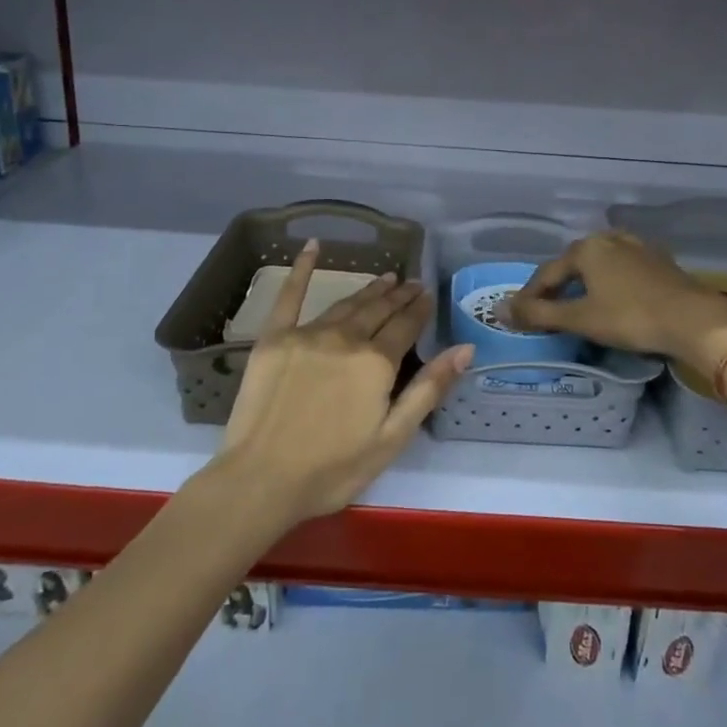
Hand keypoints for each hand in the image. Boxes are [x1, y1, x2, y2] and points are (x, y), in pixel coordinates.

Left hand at [212, 242, 472, 526]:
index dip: (419, 309)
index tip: (428, 294)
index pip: (405, 327)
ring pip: (345, 304)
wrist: (261, 481)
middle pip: (377, 310)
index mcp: (375, 363)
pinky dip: (301, 269)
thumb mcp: (393, 438)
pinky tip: (312, 246)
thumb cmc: (333, 469)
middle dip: (398, 295)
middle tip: (411, 283)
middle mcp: (344, 338)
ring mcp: (306, 334)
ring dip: (368, 290)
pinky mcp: (273, 339)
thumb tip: (465, 349)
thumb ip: (429, 389)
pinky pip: (289, 296)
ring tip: (384, 278)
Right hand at [505, 231, 726, 371]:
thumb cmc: (630, 317)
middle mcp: (609, 238)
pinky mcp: (659, 261)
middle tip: (546, 313)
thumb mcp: (579, 318)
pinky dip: (609, 285)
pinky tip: (612, 300)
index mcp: (586, 248)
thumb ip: (538, 314)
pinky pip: (621, 270)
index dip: (529, 297)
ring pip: (599, 266)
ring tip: (577, 307)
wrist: (694, 320)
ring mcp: (637, 247)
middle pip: (572, 265)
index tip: (519, 318)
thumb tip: (499, 310)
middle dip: (557, 289)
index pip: (546, 274)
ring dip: (584, 286)